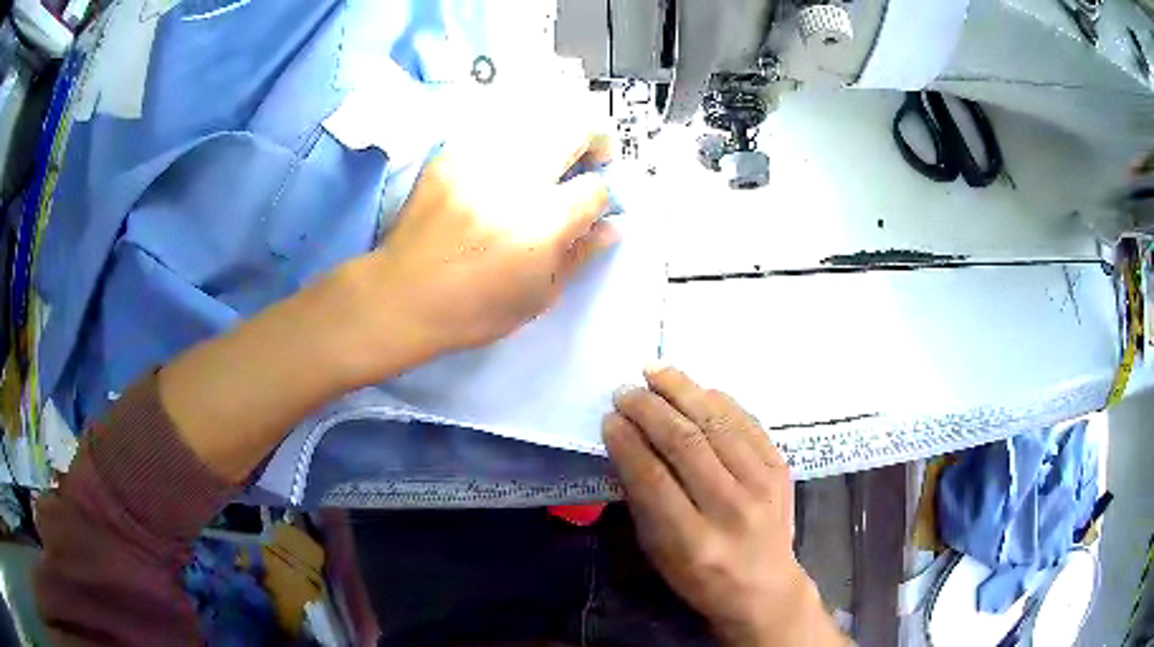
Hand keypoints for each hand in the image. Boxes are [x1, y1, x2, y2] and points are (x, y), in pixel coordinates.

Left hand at [345, 131, 617, 372]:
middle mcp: (514, 181)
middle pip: (574, 128)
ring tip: (547, 159)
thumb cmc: (473, 310)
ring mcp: (477, 162)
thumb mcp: (537, 297)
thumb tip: (612, 225)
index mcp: (541, 224)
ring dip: (553, 135)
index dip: (605, 194)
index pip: (596, 187)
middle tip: (588, 159)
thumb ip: (580, 255)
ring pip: (535, 119)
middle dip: (595, 138)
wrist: (402, 296)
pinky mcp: (449, 156)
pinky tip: (505, 165)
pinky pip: (494, 129)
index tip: (597, 203)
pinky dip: (512, 140)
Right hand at [604, 367, 844, 646]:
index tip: (609, 418)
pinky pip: (748, 422)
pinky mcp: (780, 468)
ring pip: (718, 423)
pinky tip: (697, 388)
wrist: (765, 586)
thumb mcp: (659, 553)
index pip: (653, 478)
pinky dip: (719, 400)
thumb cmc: (701, 577)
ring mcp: (762, 484)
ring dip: (683, 390)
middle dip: (650, 409)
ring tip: (655, 371)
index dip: (627, 441)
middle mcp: (731, 508)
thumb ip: (642, 500)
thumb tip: (625, 444)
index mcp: (692, 540)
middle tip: (626, 391)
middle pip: (686, 443)